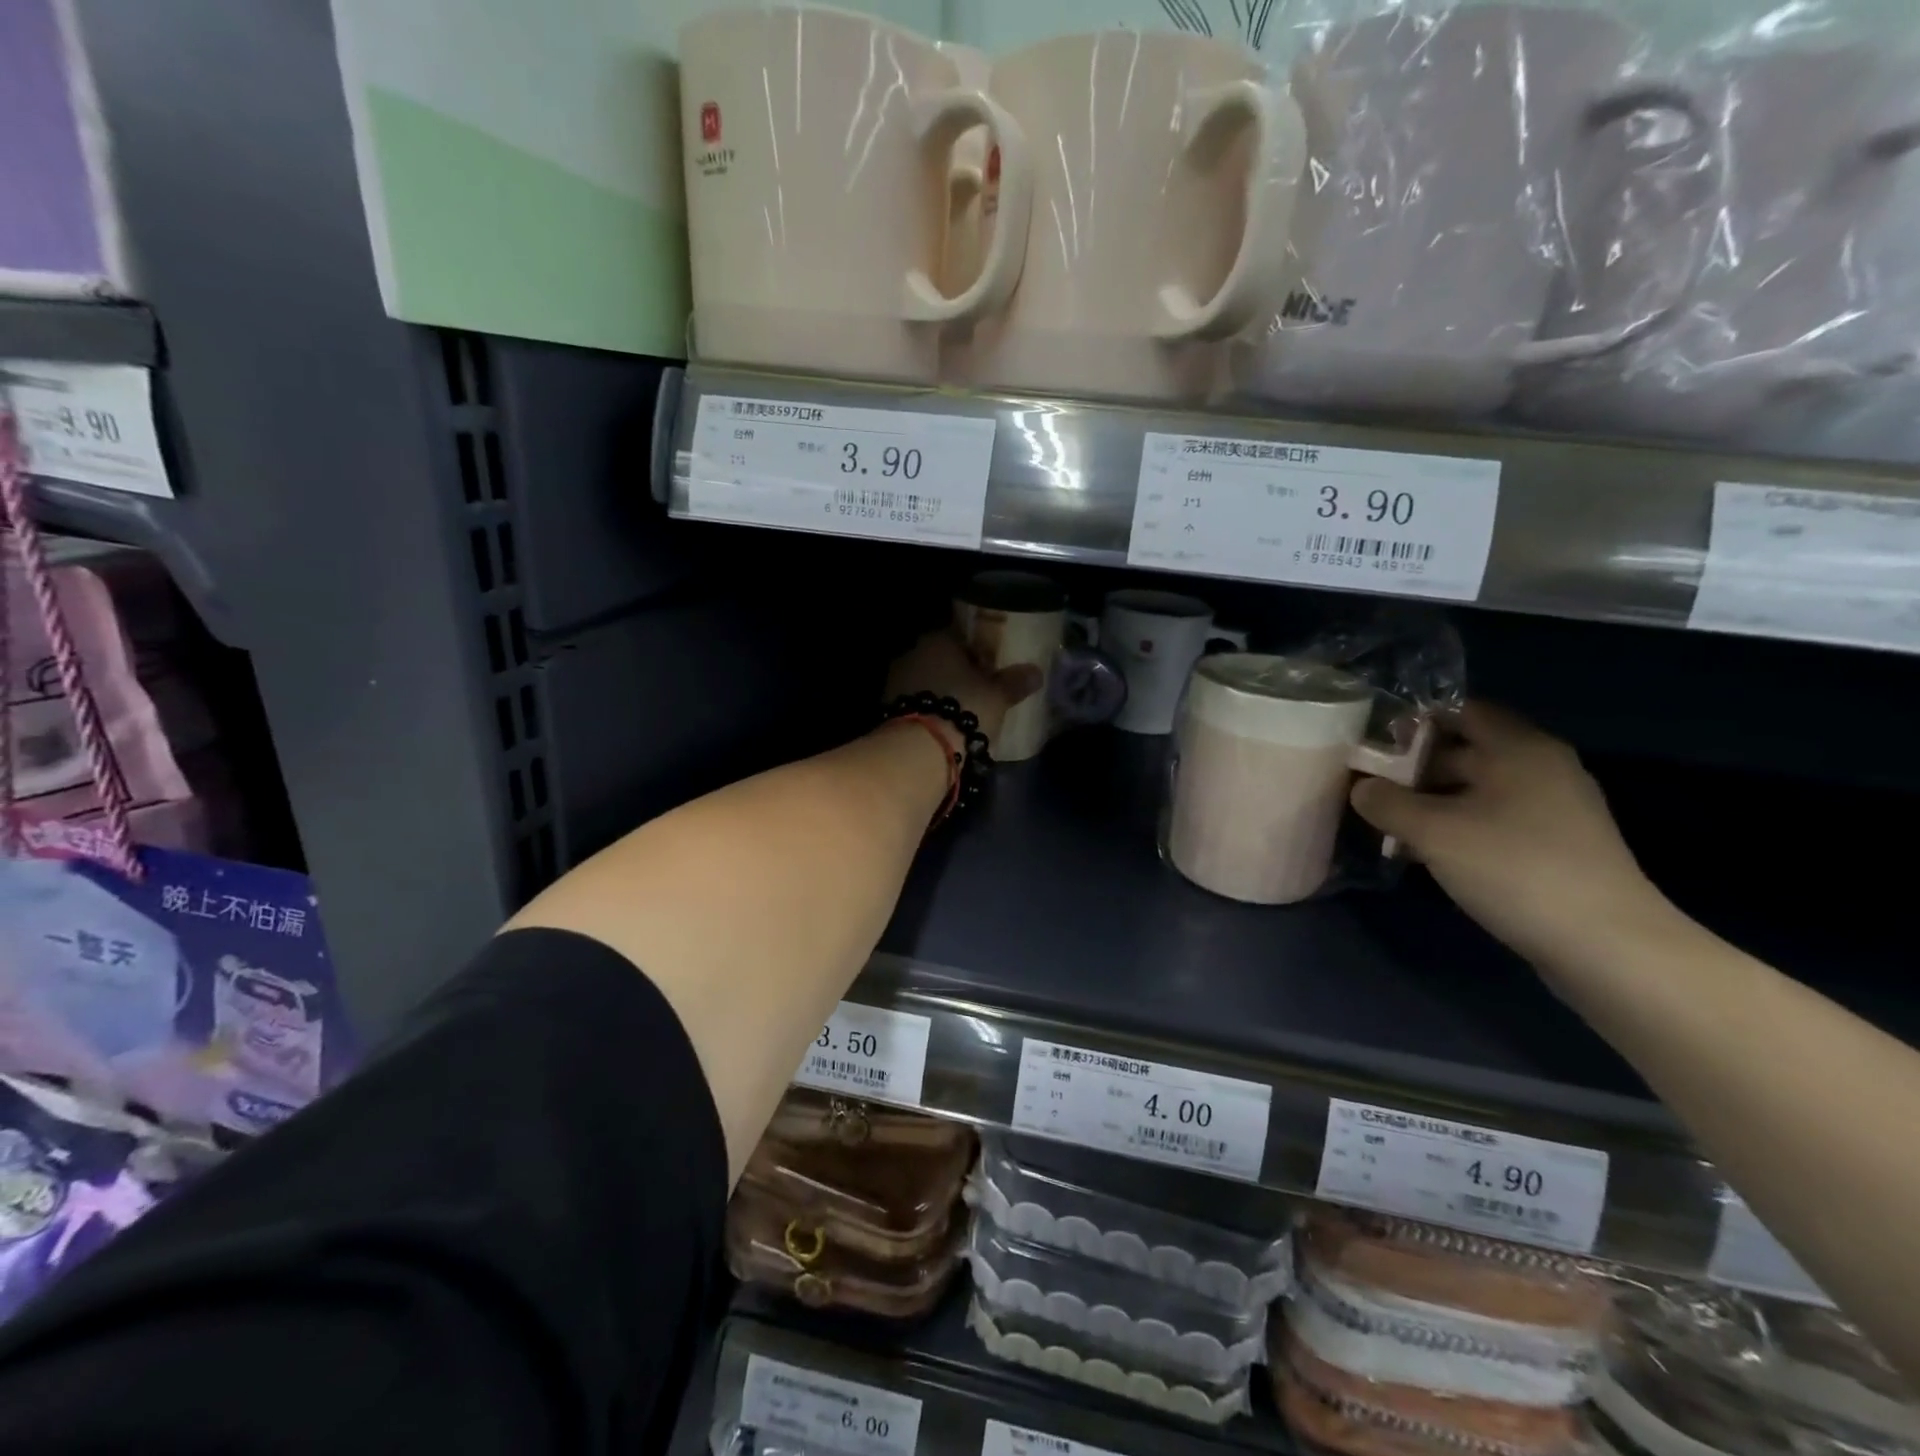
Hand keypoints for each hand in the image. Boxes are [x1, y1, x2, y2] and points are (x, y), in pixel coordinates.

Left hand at [884, 630, 1042, 752]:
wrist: (919, 749)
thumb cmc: (964, 709)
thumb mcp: (998, 696)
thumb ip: (1015, 682)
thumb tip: (1035, 672)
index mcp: (939, 640)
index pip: (961, 636)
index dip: (979, 651)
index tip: (992, 666)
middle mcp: (913, 653)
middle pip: (941, 659)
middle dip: (958, 673)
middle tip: (981, 690)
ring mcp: (896, 681)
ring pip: (927, 681)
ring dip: (942, 693)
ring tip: (964, 711)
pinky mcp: (888, 709)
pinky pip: (917, 704)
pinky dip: (929, 711)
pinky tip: (944, 726)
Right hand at [1350, 702, 1664, 968]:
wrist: (1605, 945)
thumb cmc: (1513, 868)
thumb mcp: (1432, 832)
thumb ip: (1387, 802)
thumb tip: (1361, 788)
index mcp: (1519, 749)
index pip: (1462, 711)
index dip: (1416, 721)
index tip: (1374, 742)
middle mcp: (1541, 768)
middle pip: (1467, 751)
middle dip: (1415, 766)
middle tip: (1370, 786)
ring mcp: (1554, 809)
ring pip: (1478, 790)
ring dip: (1432, 801)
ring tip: (1390, 823)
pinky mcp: (1555, 846)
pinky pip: (1494, 820)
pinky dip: (1458, 826)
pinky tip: (1429, 852)